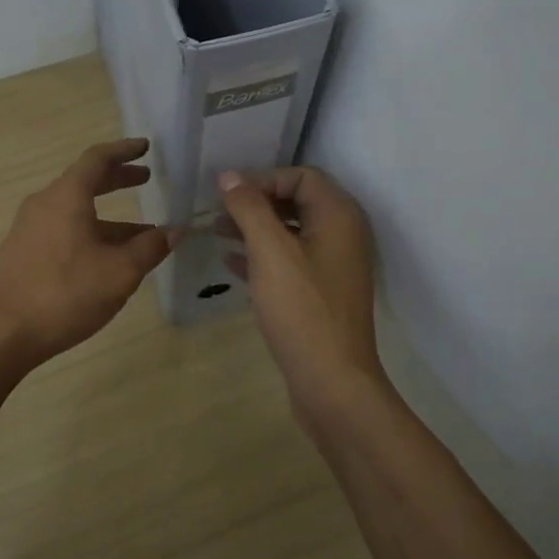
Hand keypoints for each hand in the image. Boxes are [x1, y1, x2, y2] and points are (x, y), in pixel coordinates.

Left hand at [0, 138, 177, 368]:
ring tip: (141, 233)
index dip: (124, 150)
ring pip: (75, 210)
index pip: (97, 159)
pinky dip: (90, 232)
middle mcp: (44, 204)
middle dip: (117, 179)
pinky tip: (107, 259)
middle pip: (84, 181)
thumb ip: (150, 248)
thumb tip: (176, 231)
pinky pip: (63, 230)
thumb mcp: (119, 273)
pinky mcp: (23, 253)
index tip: (145, 147)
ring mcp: (29, 229)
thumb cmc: (64, 294)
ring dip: (108, 216)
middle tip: (145, 180)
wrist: (0, 333)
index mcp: (66, 197)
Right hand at [217, 167, 383, 412]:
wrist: (332, 382)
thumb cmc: (302, 310)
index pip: (301, 176)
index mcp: (338, 216)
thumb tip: (229, 176)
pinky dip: (262, 255)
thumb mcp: (271, 252)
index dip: (263, 179)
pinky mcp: (321, 292)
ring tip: (217, 232)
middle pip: (296, 200)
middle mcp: (342, 234)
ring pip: (291, 232)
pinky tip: (230, 263)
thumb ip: (250, 209)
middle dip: (256, 202)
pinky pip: (289, 260)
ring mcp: (333, 265)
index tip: (228, 197)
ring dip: (255, 228)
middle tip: (218, 213)